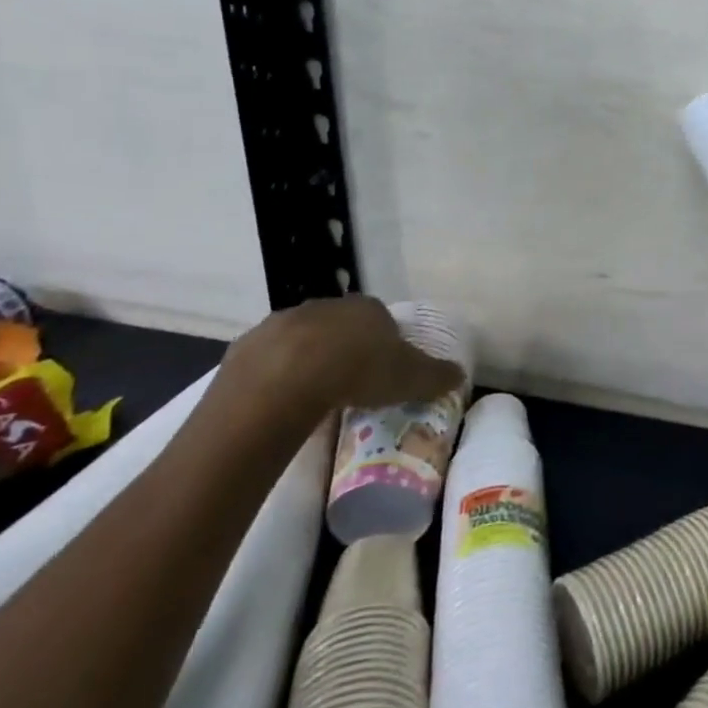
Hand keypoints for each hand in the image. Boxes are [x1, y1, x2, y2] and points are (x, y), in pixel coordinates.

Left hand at [216, 296, 464, 427]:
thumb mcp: (411, 377)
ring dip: (307, 360)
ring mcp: (283, 322)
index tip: (384, 369)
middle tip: (350, 383)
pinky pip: (266, 360)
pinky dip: (274, 376)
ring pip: (301, 340)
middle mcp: (326, 306)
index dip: (383, 342)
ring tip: (314, 396)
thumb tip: (460, 376)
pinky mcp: (247, 346)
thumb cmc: (359, 371)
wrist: (286, 381)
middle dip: (344, 348)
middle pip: (340, 326)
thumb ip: (437, 375)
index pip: (380, 320)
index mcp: (367, 308)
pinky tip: (279, 401)